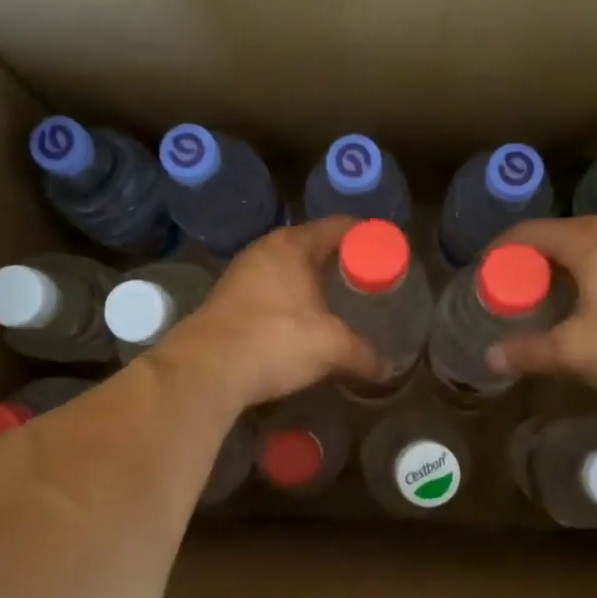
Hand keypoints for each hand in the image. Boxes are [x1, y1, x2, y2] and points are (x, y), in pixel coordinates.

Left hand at [153, 218, 384, 410]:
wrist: (206, 370)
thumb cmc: (275, 341)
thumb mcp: (332, 347)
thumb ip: (365, 355)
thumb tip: (390, 370)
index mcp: (293, 245)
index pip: (340, 227)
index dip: (369, 237)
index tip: (390, 252)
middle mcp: (265, 251)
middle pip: (314, 246)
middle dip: (342, 262)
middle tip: (370, 281)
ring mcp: (242, 275)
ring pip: (290, 270)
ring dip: (314, 283)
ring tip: (341, 303)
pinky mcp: (228, 301)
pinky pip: (272, 291)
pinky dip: (292, 301)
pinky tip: (304, 323)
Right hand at [486, 215, 596, 398]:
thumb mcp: (577, 351)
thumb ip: (529, 352)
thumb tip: (490, 358)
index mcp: (590, 239)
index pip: (530, 232)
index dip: (501, 250)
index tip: (485, 272)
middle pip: (561, 234)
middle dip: (533, 260)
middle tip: (517, 290)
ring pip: (594, 242)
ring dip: (567, 264)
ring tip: (554, 295)